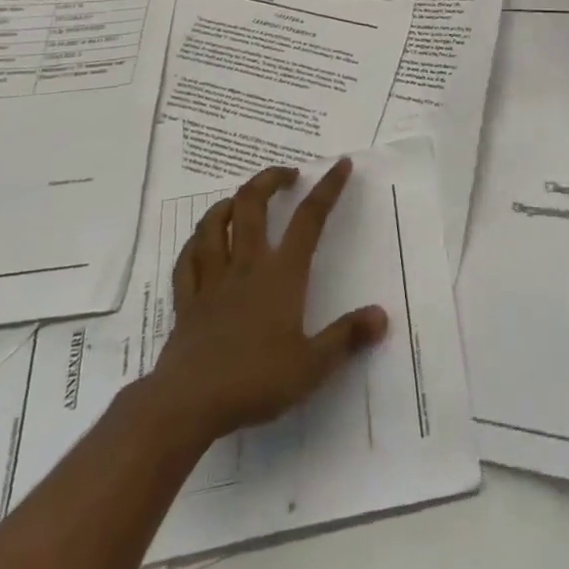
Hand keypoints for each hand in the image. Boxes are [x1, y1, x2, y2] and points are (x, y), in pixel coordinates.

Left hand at [148, 158, 388, 445]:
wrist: (188, 405)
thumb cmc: (255, 381)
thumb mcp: (311, 366)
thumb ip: (346, 337)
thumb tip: (381, 316)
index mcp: (281, 274)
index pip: (309, 219)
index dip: (327, 188)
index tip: (340, 164)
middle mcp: (246, 265)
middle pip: (253, 204)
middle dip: (270, 179)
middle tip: (288, 175)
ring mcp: (212, 280)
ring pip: (214, 224)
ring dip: (229, 204)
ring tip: (241, 199)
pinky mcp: (186, 301)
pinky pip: (187, 260)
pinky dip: (195, 243)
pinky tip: (200, 241)